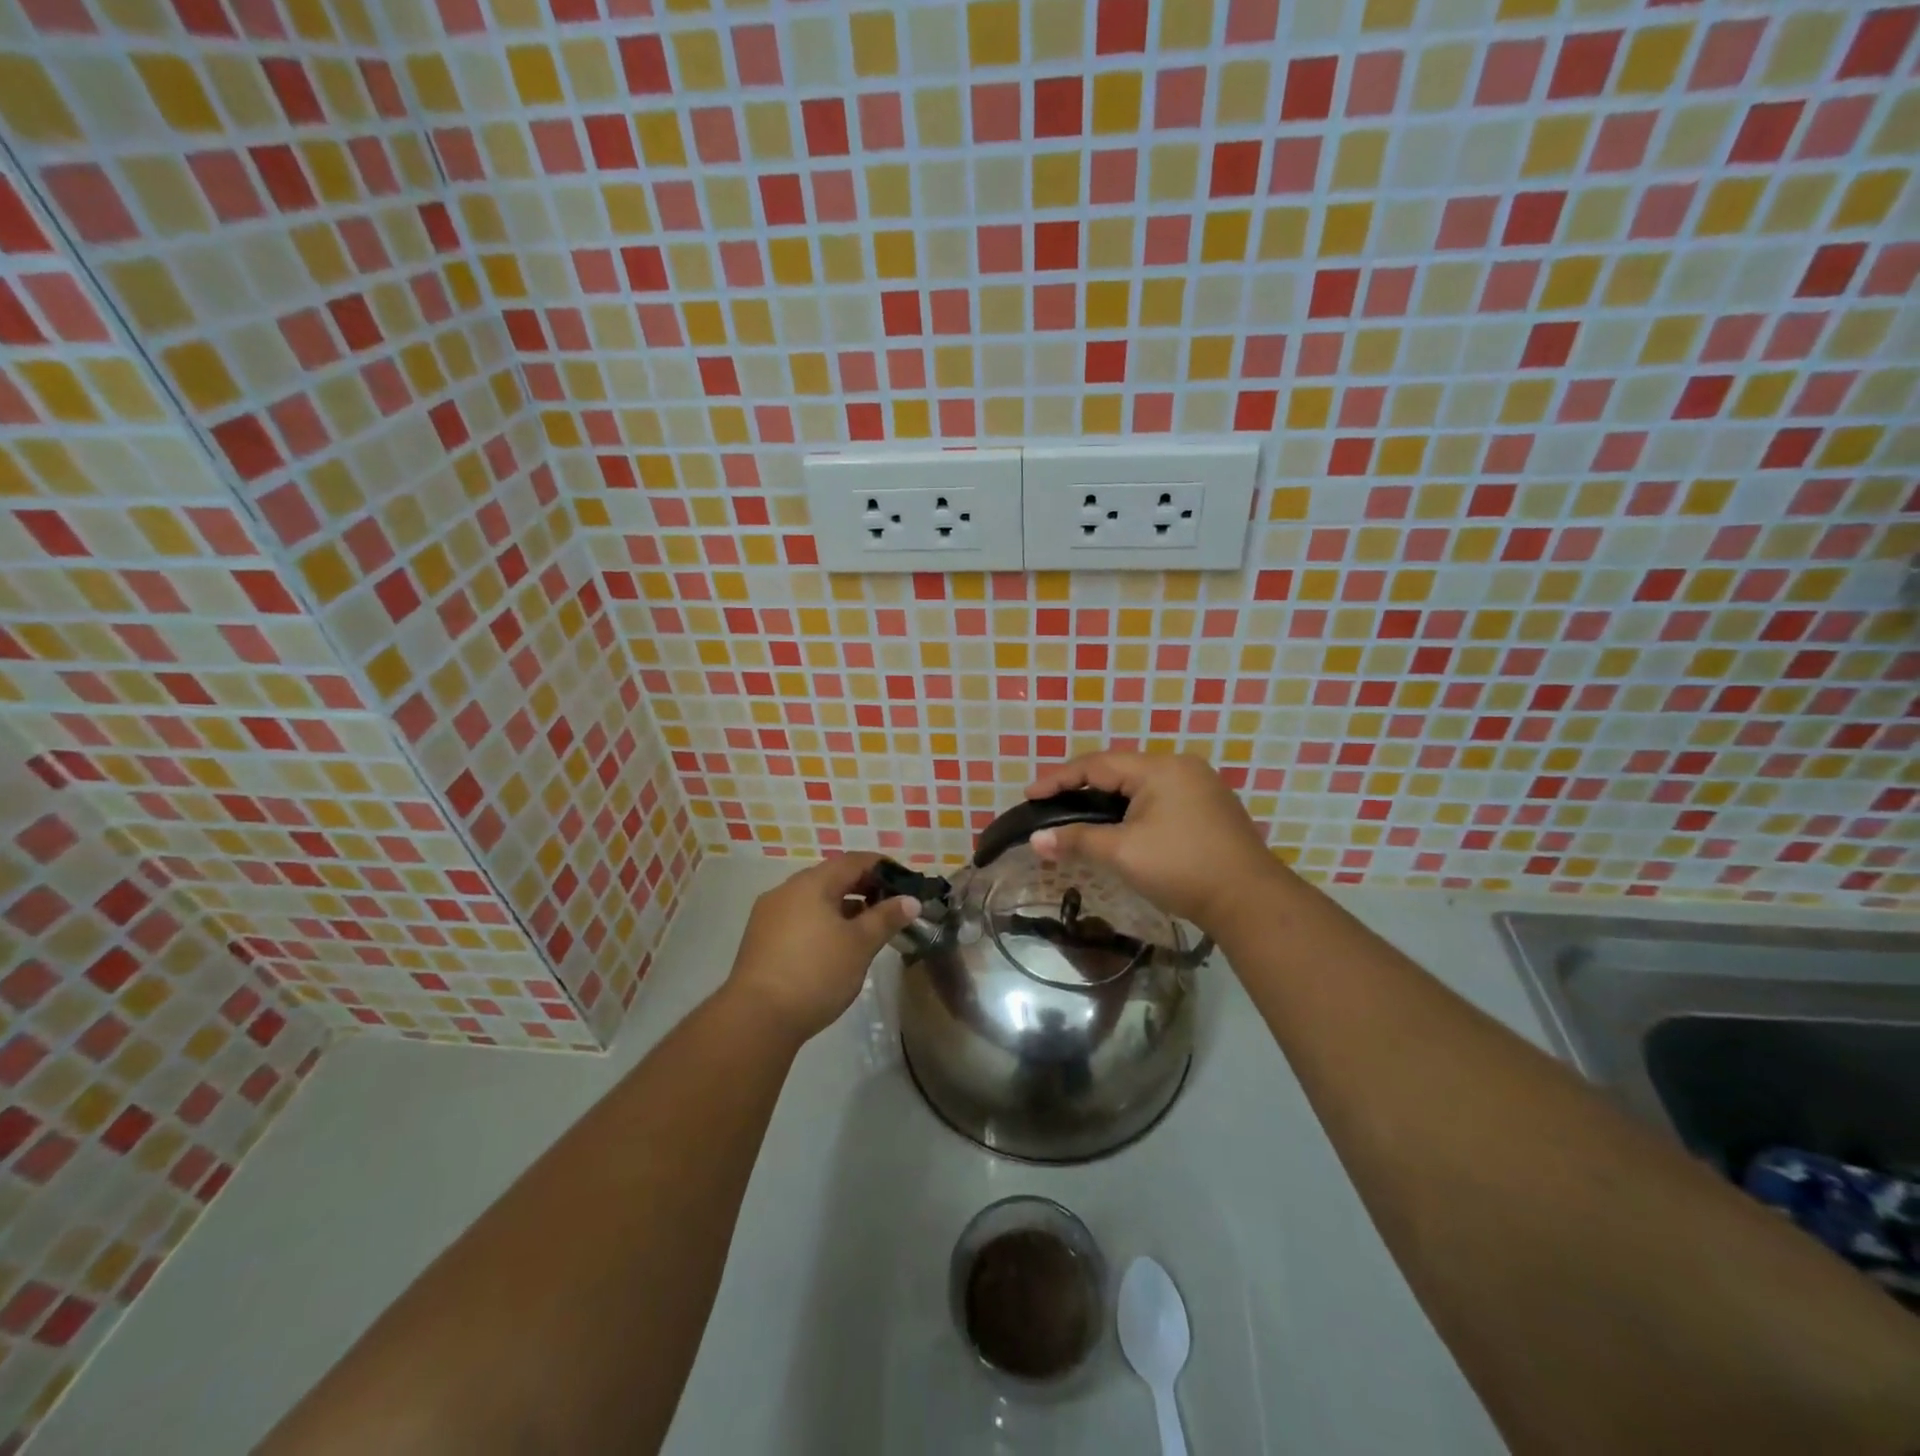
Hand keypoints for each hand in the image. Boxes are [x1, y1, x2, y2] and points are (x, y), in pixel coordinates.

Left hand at [723, 852, 920, 1044]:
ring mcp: (769, 915)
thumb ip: (886, 918)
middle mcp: (786, 890)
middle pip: (832, 877)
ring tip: (866, 928)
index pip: (853, 861)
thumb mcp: (860, 945)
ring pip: (814, 900)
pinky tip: (835, 946)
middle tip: (890, 906)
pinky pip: (799, 918)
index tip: (905, 882)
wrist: (756, 1019)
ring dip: (842, 907)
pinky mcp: (760, 939)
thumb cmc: (816, 973)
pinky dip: (822, 922)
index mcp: (812, 883)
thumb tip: (911, 900)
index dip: (882, 867)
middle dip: (863, 887)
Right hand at [1024, 751, 1285, 936]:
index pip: (1097, 765)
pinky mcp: (1209, 809)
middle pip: (1118, 770)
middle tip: (1050, 804)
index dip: (1059, 778)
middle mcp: (1180, 768)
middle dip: (1082, 787)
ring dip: (1107, 801)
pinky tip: (1119, 827)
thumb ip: (1077, 840)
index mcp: (1159, 768)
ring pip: (1139, 786)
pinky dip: (1131, 810)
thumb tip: (1036, 840)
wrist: (1250, 901)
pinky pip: (1158, 799)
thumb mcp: (1122, 852)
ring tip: (1078, 816)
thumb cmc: (1181, 868)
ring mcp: (1199, 787)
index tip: (1029, 794)